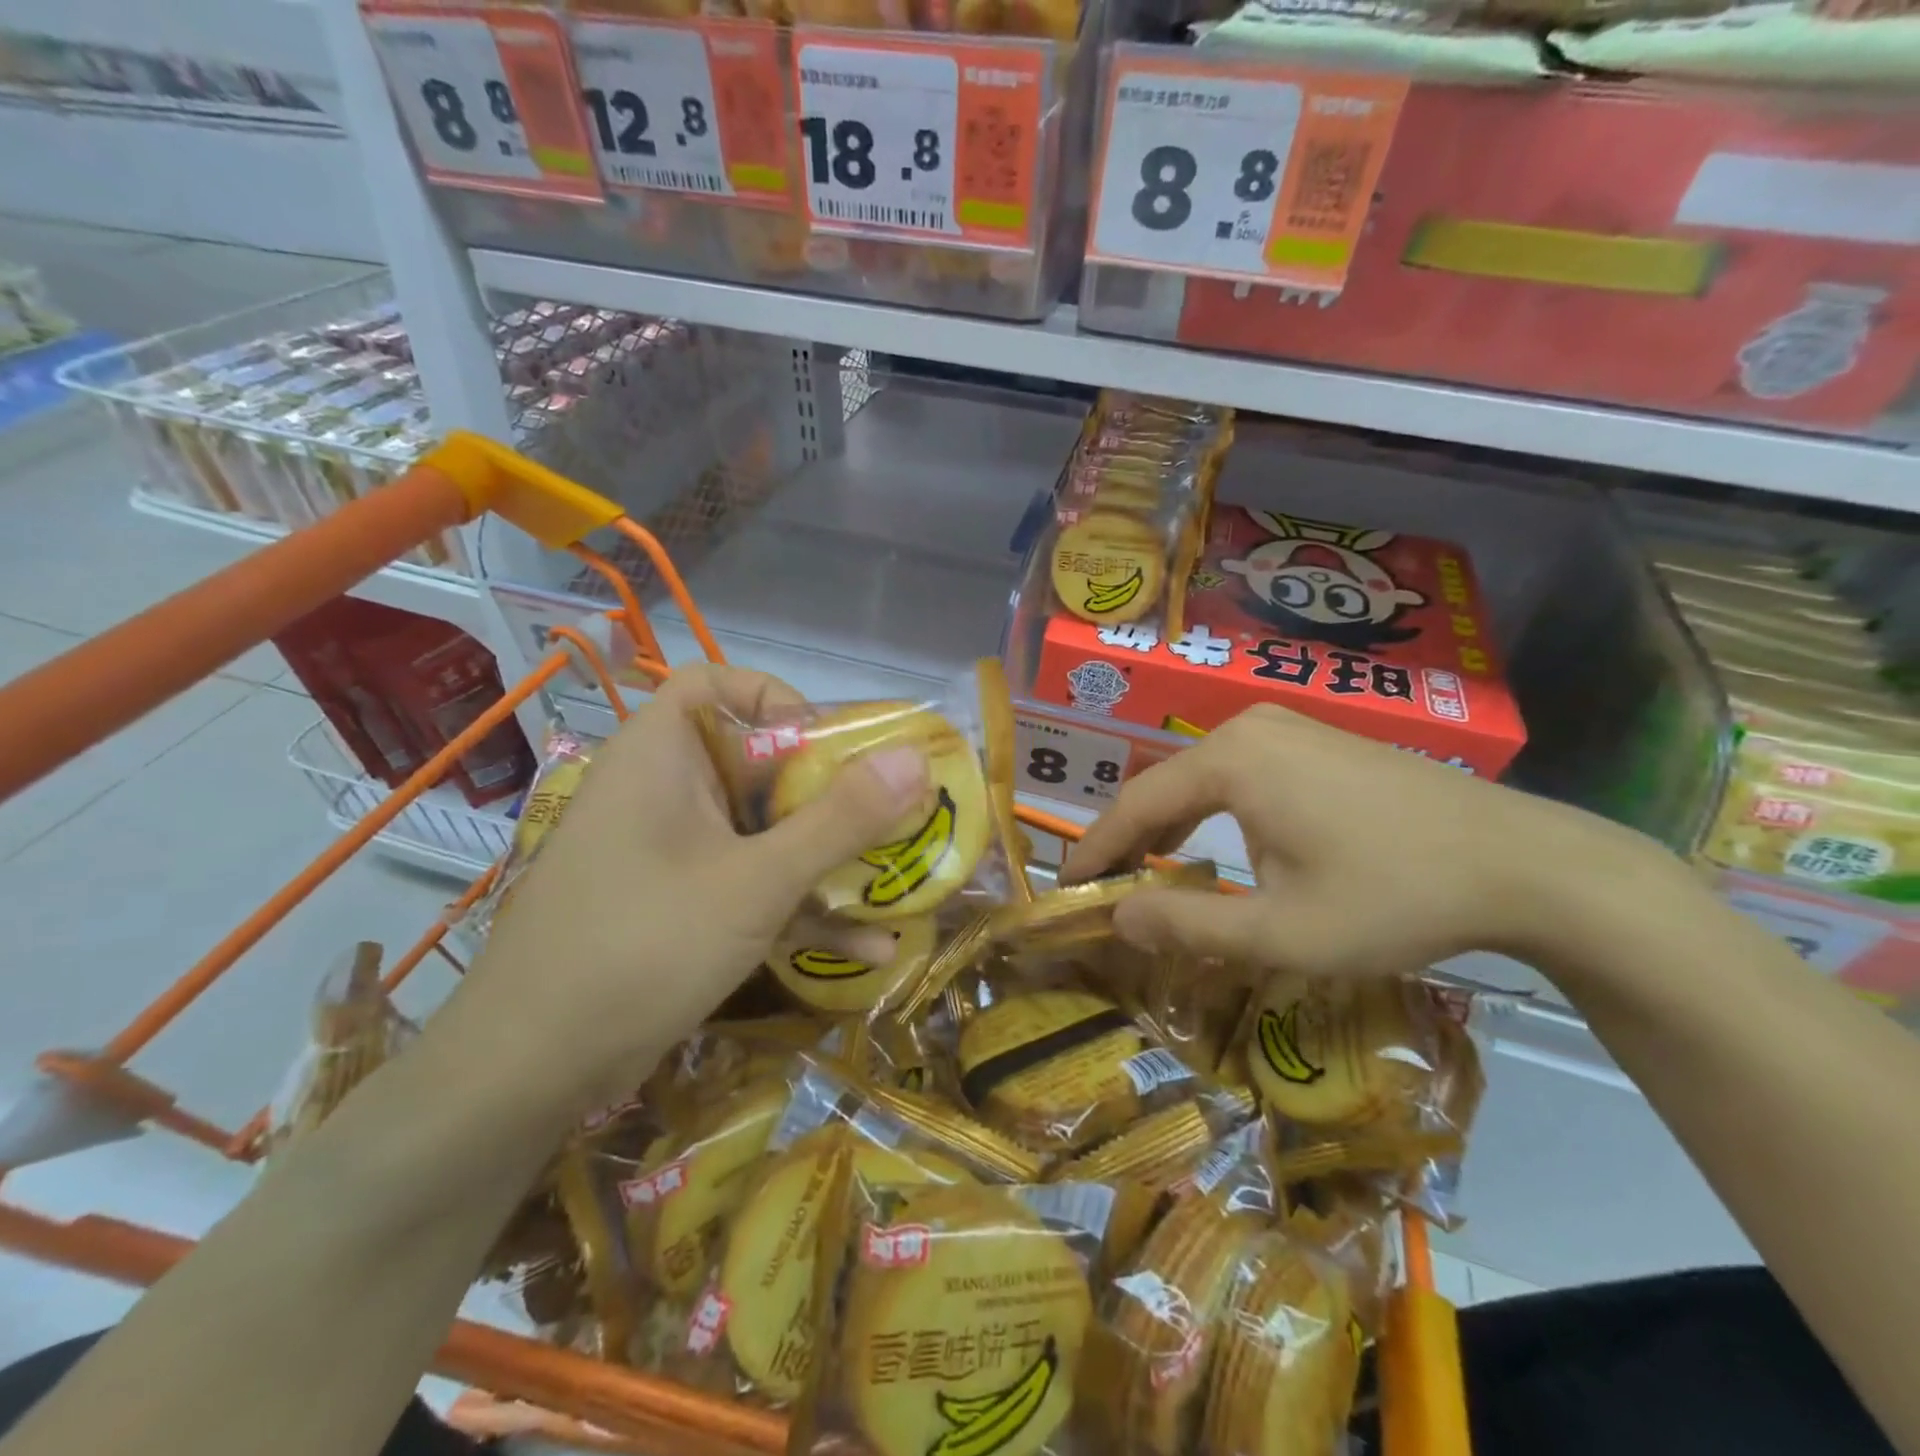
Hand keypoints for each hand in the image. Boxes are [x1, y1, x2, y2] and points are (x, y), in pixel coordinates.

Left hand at [459, 665, 928, 1105]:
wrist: (529, 1073)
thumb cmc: (643, 945)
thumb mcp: (756, 881)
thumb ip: (839, 820)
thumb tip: (915, 757)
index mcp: (662, 754)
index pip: (717, 684)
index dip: (780, 701)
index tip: (833, 747)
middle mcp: (663, 792)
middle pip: (755, 764)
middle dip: (829, 794)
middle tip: (892, 817)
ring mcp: (670, 855)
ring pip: (760, 833)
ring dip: (826, 858)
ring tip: (898, 878)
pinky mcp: (678, 908)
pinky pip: (749, 887)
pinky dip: (800, 908)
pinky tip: (870, 948)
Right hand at [1062, 705, 1669, 979]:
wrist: (1524, 863)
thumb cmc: (1394, 897)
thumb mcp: (1283, 932)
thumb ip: (1187, 926)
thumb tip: (1116, 919)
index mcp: (1230, 759)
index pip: (1134, 805)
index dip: (1094, 851)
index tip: (1065, 888)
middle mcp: (1248, 727)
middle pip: (1164, 785)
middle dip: (1128, 838)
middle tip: (1102, 887)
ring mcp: (1287, 727)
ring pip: (1201, 778)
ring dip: (1170, 825)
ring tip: (1146, 872)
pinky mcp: (1315, 740)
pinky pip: (1239, 772)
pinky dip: (1211, 812)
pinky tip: (1215, 846)